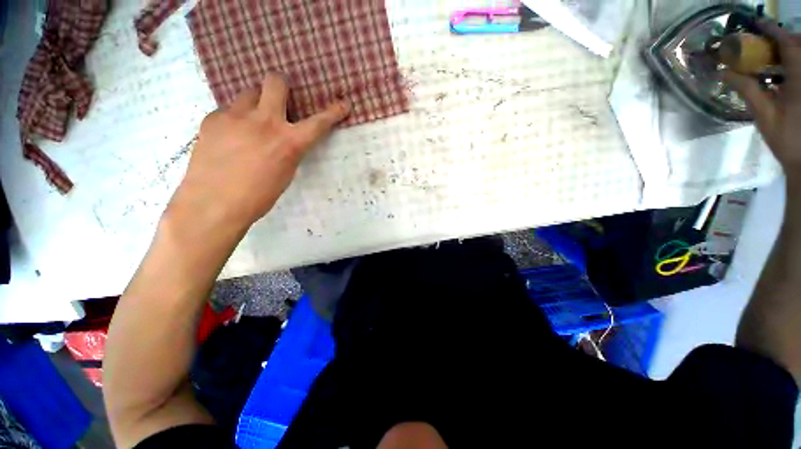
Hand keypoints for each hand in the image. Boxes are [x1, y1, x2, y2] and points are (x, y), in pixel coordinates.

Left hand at [170, 74, 349, 232]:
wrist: (214, 203)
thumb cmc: (258, 196)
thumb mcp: (286, 173)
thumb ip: (289, 149)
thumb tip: (287, 136)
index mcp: (289, 142)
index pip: (318, 123)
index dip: (333, 112)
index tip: (342, 104)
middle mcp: (264, 122)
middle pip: (275, 82)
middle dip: (280, 86)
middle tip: (279, 98)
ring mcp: (235, 116)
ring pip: (249, 94)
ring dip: (256, 104)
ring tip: (250, 124)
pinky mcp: (213, 118)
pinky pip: (229, 110)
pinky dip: (235, 120)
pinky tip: (229, 138)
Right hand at [724, 20, 800, 169]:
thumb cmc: (787, 139)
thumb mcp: (764, 115)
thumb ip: (747, 89)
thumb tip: (724, 72)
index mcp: (800, 77)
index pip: (787, 42)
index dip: (771, 29)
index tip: (754, 23)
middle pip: (798, 44)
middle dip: (781, 39)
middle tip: (762, 44)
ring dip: (787, 51)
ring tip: (771, 58)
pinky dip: (792, 64)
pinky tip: (783, 73)